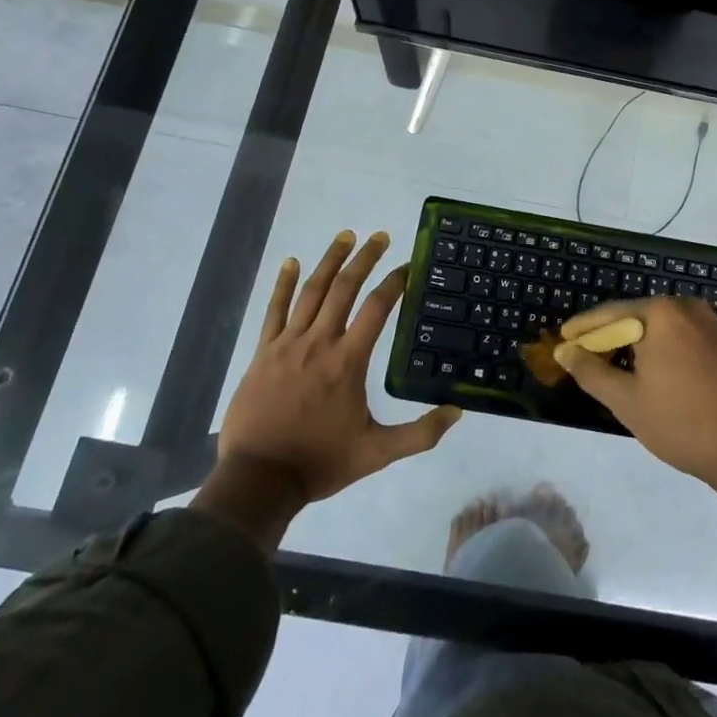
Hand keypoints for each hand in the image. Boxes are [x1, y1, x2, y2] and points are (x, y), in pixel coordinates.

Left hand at [209, 231, 460, 523]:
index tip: (409, 266)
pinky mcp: (264, 352)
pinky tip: (291, 262)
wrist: (259, 480)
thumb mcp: (377, 453)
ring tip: (346, 236)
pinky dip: (283, 284)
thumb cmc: (320, 462)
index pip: (376, 308)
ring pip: (311, 291)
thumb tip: (458, 412)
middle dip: (365, 259)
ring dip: (330, 260)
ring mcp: (288, 344)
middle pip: (344, 288)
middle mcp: (319, 342)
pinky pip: (274, 310)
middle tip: (380, 236)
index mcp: (348, 361)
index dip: (395, 283)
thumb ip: (420, 433)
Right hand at [552, 296, 716, 495]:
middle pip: (638, 316)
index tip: (563, 339)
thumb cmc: (684, 423)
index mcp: (660, 313)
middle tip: (588, 358)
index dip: (583, 329)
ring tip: (620, 369)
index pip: (610, 314)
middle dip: (612, 336)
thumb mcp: (627, 401)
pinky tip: (660, 375)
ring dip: (640, 344)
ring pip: (664, 328)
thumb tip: (566, 351)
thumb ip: (591, 372)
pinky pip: (686, 338)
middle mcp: (688, 307)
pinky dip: (666, 350)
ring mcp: (714, 323)